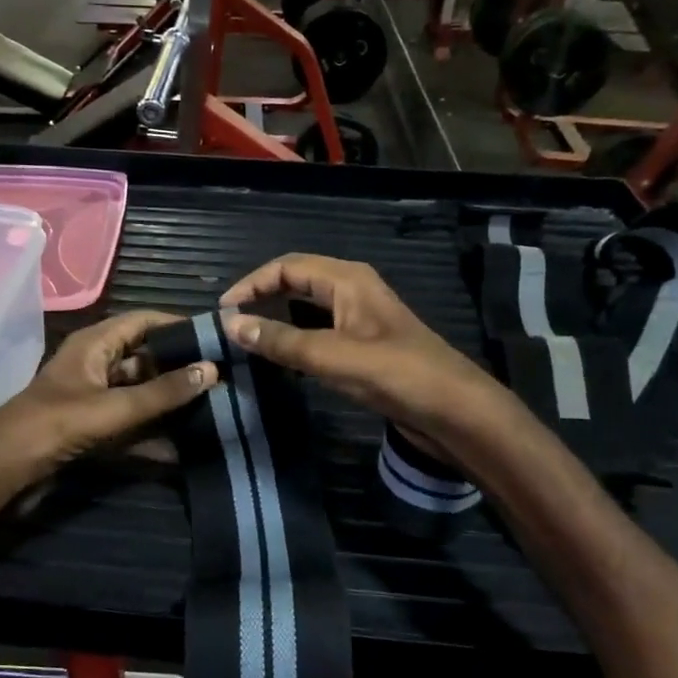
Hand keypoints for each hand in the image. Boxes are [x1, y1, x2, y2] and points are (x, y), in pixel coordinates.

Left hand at [0, 311, 216, 486]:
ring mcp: (93, 397)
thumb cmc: (55, 425)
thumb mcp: (113, 407)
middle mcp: (96, 364)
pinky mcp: (92, 426)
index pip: (143, 321)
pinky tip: (183, 447)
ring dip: (169, 403)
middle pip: (145, 358)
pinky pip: (130, 423)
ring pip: (140, 393)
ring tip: (213, 408)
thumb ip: (163, 392)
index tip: (215, 337)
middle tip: (223, 377)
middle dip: (180, 368)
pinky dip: (153, 433)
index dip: (178, 325)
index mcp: (94, 344)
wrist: (4, 469)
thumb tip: (212, 370)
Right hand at [219, 255, 504, 438]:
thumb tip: (230, 324)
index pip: (287, 267)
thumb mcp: (332, 356)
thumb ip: (281, 340)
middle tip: (231, 323)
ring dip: (278, 317)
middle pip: (297, 282)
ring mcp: (361, 319)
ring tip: (248, 337)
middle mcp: (353, 291)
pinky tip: (282, 356)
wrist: (454, 410)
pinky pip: (320, 330)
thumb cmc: (396, 374)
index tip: (223, 311)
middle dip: (262, 296)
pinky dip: (296, 336)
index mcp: (348, 280)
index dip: (252, 283)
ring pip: (308, 307)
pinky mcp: (365, 346)